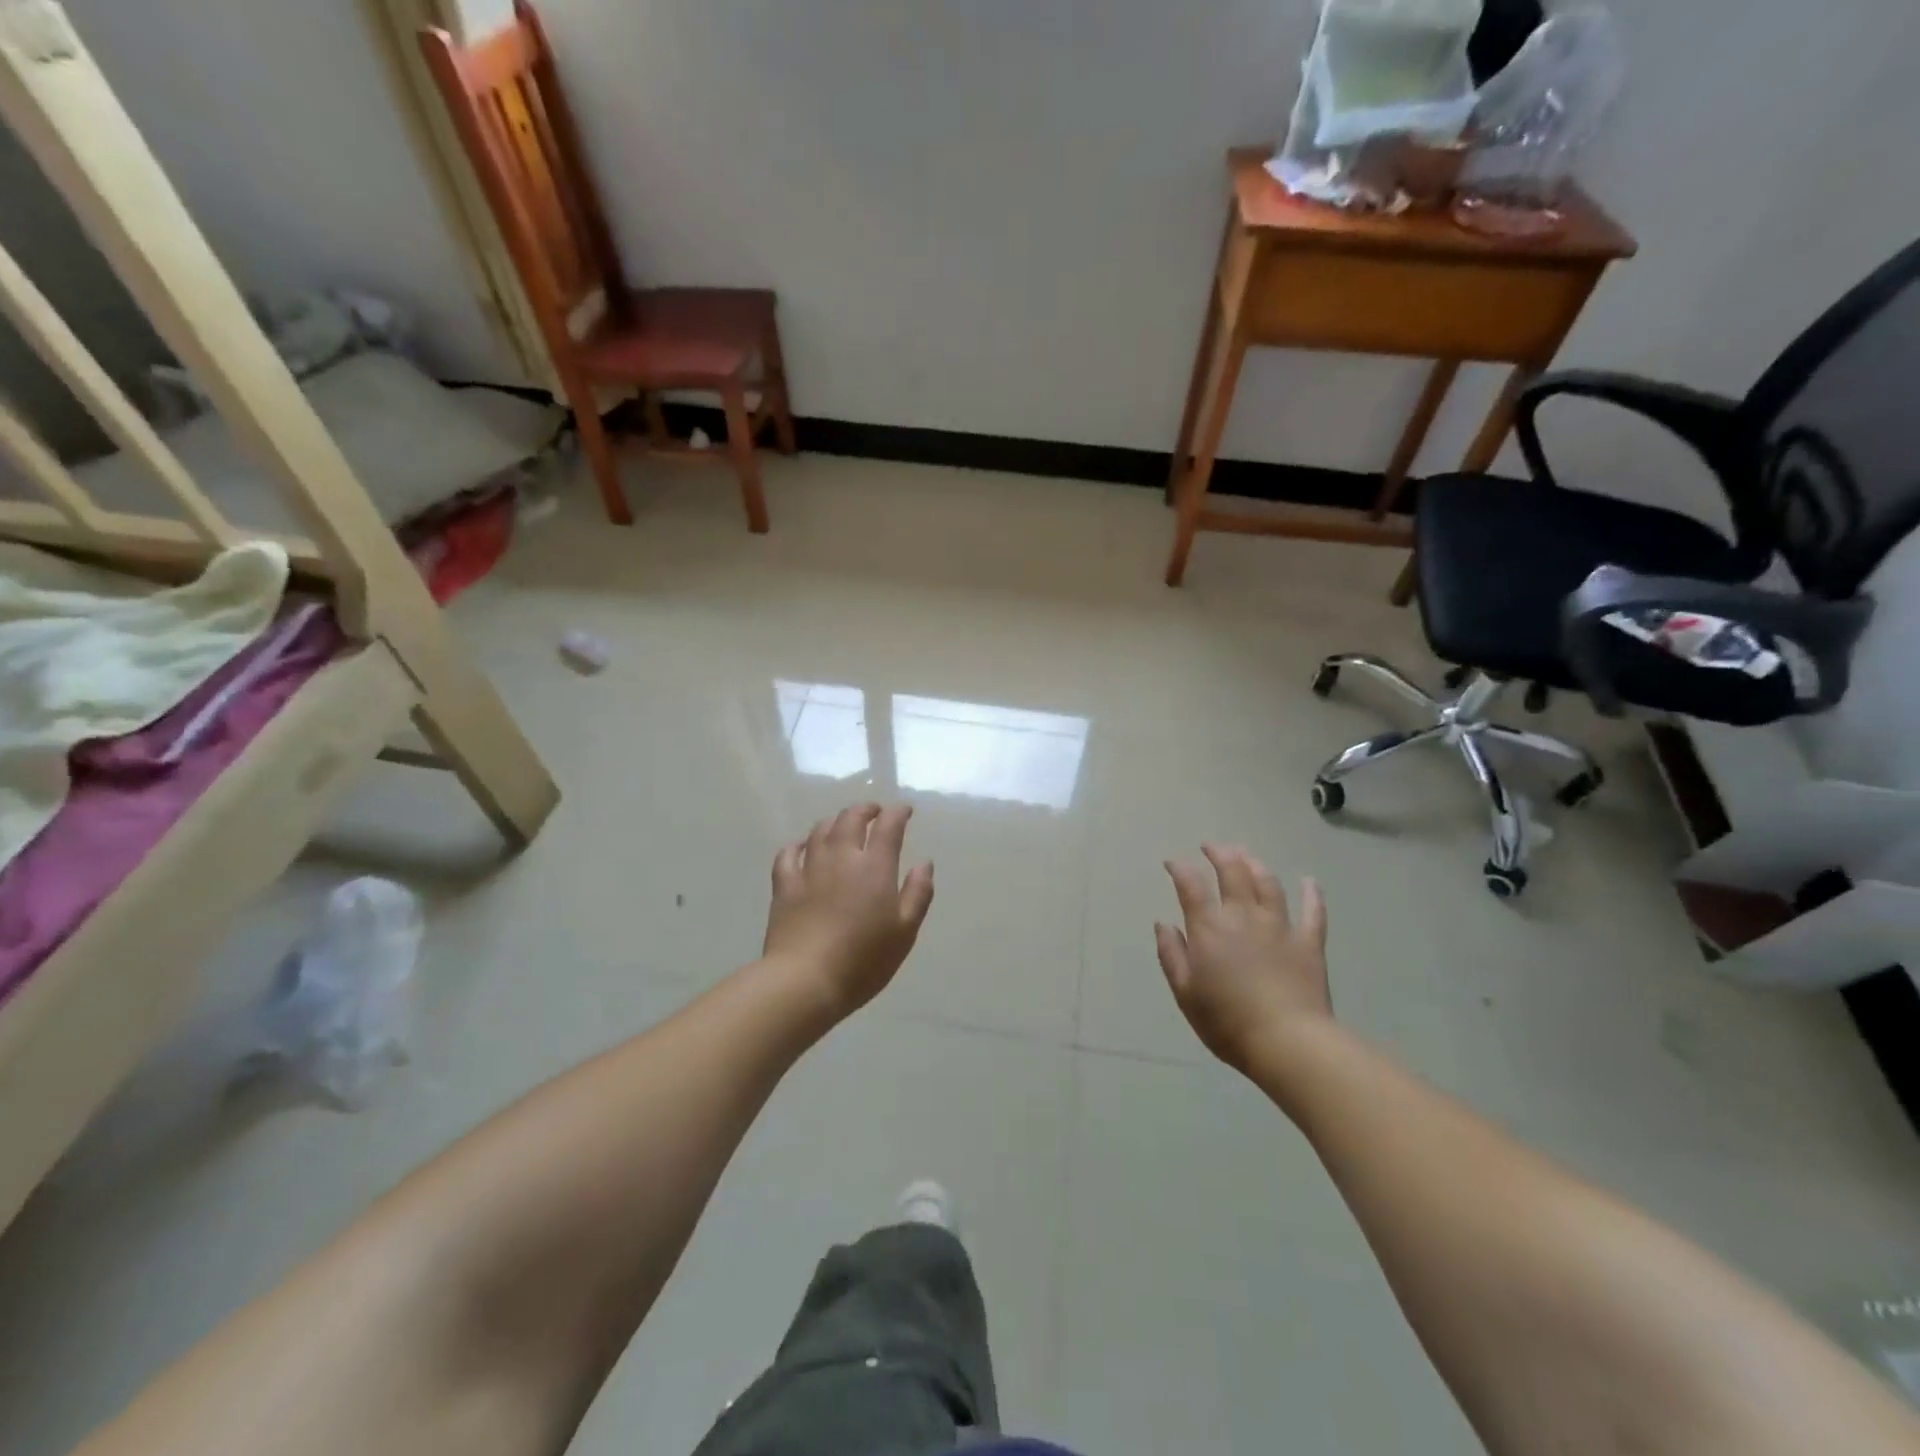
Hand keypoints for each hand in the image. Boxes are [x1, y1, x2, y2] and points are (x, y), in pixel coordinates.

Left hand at [764, 804, 934, 1017]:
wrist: (805, 980)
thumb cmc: (863, 960)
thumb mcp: (905, 932)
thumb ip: (918, 893)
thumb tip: (925, 863)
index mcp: (875, 867)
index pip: (888, 826)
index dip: (898, 813)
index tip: (905, 811)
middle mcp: (842, 858)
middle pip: (851, 818)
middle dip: (865, 809)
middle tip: (874, 812)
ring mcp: (809, 869)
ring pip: (820, 830)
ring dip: (835, 821)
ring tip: (842, 824)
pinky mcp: (784, 886)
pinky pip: (788, 854)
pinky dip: (798, 844)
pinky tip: (802, 847)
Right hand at [1156, 844, 1330, 1072]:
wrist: (1287, 1042)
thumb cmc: (1227, 1021)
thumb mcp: (1185, 992)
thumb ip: (1172, 954)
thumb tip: (1164, 924)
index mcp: (1209, 928)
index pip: (1191, 886)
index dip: (1180, 868)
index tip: (1172, 863)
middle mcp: (1243, 916)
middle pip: (1232, 872)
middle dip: (1219, 853)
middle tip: (1211, 846)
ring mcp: (1279, 926)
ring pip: (1268, 883)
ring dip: (1254, 863)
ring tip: (1246, 855)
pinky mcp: (1308, 942)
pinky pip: (1313, 911)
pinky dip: (1312, 893)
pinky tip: (1309, 881)